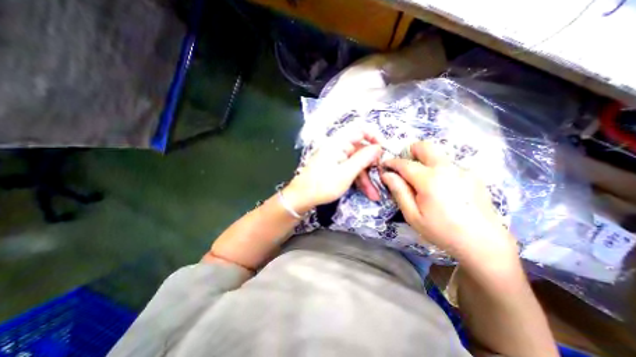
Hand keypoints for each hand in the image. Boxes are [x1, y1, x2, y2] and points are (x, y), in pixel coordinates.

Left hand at [287, 129, 382, 212]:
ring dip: (366, 177)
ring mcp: (336, 157)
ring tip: (374, 194)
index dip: (374, 136)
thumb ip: (363, 159)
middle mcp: (338, 147)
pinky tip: (366, 192)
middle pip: (361, 150)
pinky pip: (350, 169)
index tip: (384, 150)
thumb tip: (379, 148)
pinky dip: (358, 179)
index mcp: (339, 142)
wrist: (301, 197)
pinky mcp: (335, 166)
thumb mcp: (346, 173)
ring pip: (357, 162)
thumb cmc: (323, 185)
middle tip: (382, 177)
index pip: (360, 129)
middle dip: (372, 165)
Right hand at [379, 141, 517, 267]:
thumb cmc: (442, 231)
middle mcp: (447, 169)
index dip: (392, 162)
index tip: (385, 165)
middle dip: (410, 151)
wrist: (484, 244)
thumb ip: (399, 191)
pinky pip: (448, 166)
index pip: (405, 163)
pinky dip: (438, 170)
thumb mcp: (413, 215)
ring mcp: (462, 170)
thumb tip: (387, 175)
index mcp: (429, 180)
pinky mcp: (472, 175)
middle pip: (425, 147)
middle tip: (404, 167)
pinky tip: (442, 189)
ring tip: (422, 182)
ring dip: (424, 162)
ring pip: (437, 155)